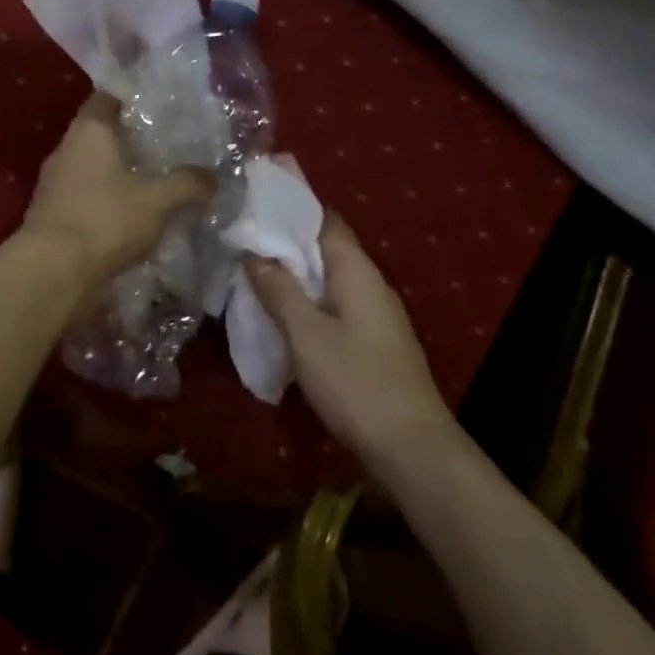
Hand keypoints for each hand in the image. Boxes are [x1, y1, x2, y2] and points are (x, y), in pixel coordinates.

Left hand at [20, 94, 212, 300]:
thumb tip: (213, 176)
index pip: (106, 98)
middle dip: (129, 139)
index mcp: (88, 131)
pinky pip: (84, 196)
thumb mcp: (157, 201)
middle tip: (164, 145)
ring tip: (152, 181)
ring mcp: (54, 182)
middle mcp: (66, 149)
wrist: (52, 272)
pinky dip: (105, 200)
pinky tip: (130, 215)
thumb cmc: (105, 220)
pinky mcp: (52, 213)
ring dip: (117, 173)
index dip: (130, 98)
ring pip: (92, 167)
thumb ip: (187, 184)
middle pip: (99, 133)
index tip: (157, 105)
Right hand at [247, 214, 455, 466]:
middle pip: (324, 249)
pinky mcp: (372, 342)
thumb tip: (255, 254)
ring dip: (294, 276)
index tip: (253, 204)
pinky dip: (306, 302)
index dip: (290, 209)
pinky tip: (280, 315)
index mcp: (357, 271)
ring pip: (327, 280)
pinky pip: (333, 306)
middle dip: (284, 243)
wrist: (413, 451)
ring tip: (251, 274)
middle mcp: (370, 284)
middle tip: (240, 240)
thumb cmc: (356, 383)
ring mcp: (375, 315)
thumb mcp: (306, 334)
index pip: (324, 220)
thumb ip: (279, 290)